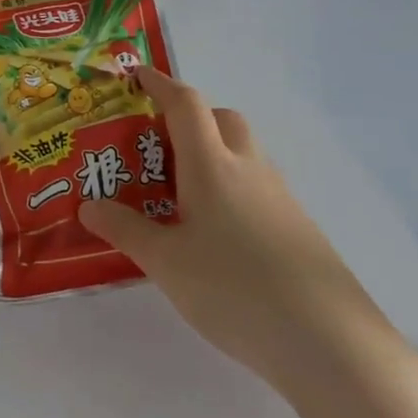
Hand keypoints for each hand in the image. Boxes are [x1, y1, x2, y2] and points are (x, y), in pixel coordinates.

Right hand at [78, 67, 400, 388]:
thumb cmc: (233, 288)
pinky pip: (256, 188)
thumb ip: (125, 229)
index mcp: (212, 166)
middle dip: (190, 118)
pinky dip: (229, 189)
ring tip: (176, 194)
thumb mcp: (165, 261)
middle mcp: (249, 170)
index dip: (160, 84)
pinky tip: (213, 234)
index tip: (137, 75)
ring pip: (243, 155)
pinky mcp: (297, 229)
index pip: (186, 105)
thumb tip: (89, 207)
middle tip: (155, 146)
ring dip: (211, 155)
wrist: (328, 342)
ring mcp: (280, 199)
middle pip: (223, 120)